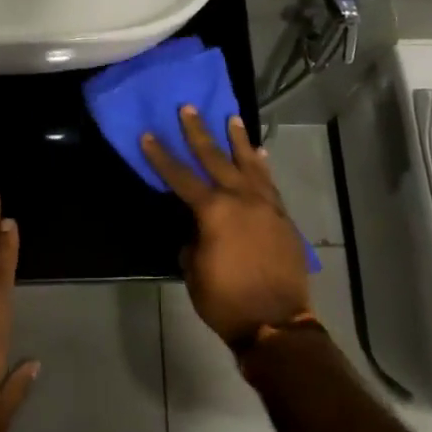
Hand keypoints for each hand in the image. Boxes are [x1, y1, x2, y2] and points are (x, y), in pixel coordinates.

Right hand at [142, 107, 313, 346]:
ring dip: (238, 139)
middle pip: (215, 158)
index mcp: (213, 211)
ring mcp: (265, 204)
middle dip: (199, 132)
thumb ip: (193, 240)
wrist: (276, 323)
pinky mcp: (282, 216)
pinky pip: (269, 182)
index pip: (180, 176)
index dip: (161, 156)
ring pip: (249, 163)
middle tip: (189, 108)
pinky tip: (259, 153)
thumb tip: (198, 229)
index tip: (148, 134)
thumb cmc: (226, 300)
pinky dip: (262, 165)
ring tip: (232, 117)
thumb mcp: (194, 271)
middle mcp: (240, 198)